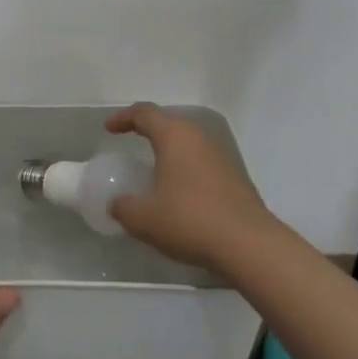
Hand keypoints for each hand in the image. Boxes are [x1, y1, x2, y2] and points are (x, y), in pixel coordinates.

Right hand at [105, 103, 278, 272]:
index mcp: (175, 138)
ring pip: (188, 143)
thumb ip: (124, 208)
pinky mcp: (234, 177)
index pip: (145, 113)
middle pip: (170, 123)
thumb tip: (117, 203)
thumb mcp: (144, 219)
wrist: (248, 244)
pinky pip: (202, 163)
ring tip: (154, 171)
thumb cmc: (189, 221)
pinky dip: (185, 169)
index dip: (124, 118)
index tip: (109, 129)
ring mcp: (221, 157)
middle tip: (131, 143)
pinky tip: (179, 193)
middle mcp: (199, 139)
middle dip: (148, 130)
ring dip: (169, 151)